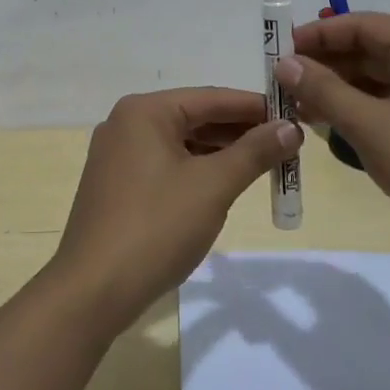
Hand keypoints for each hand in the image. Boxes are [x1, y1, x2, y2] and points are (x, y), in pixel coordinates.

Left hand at [49, 87, 300, 331]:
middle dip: (242, 132)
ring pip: (182, 144)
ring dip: (222, 153)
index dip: (257, 107)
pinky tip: (225, 184)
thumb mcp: (213, 186)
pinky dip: (198, 171)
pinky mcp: (117, 186)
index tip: (296, 116)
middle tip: (287, 144)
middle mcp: (126, 124)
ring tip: (265, 164)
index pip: (212, 98)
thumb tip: (291, 128)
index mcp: (144, 112)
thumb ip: (255, 152)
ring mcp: (117, 156)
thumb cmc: (156, 227)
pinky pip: (166, 165)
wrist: (93, 290)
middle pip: (195, 118)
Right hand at [276, 12, 389, 266]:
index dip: (317, 35)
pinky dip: (361, 112)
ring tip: (298, 108)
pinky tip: (331, 127)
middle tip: (282, 85)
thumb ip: (325, 92)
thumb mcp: (373, 127)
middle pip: (370, 50)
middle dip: (325, 65)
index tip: (278, 52)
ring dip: (340, 90)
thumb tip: (285, 64)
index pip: (361, 24)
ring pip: (379, 80)